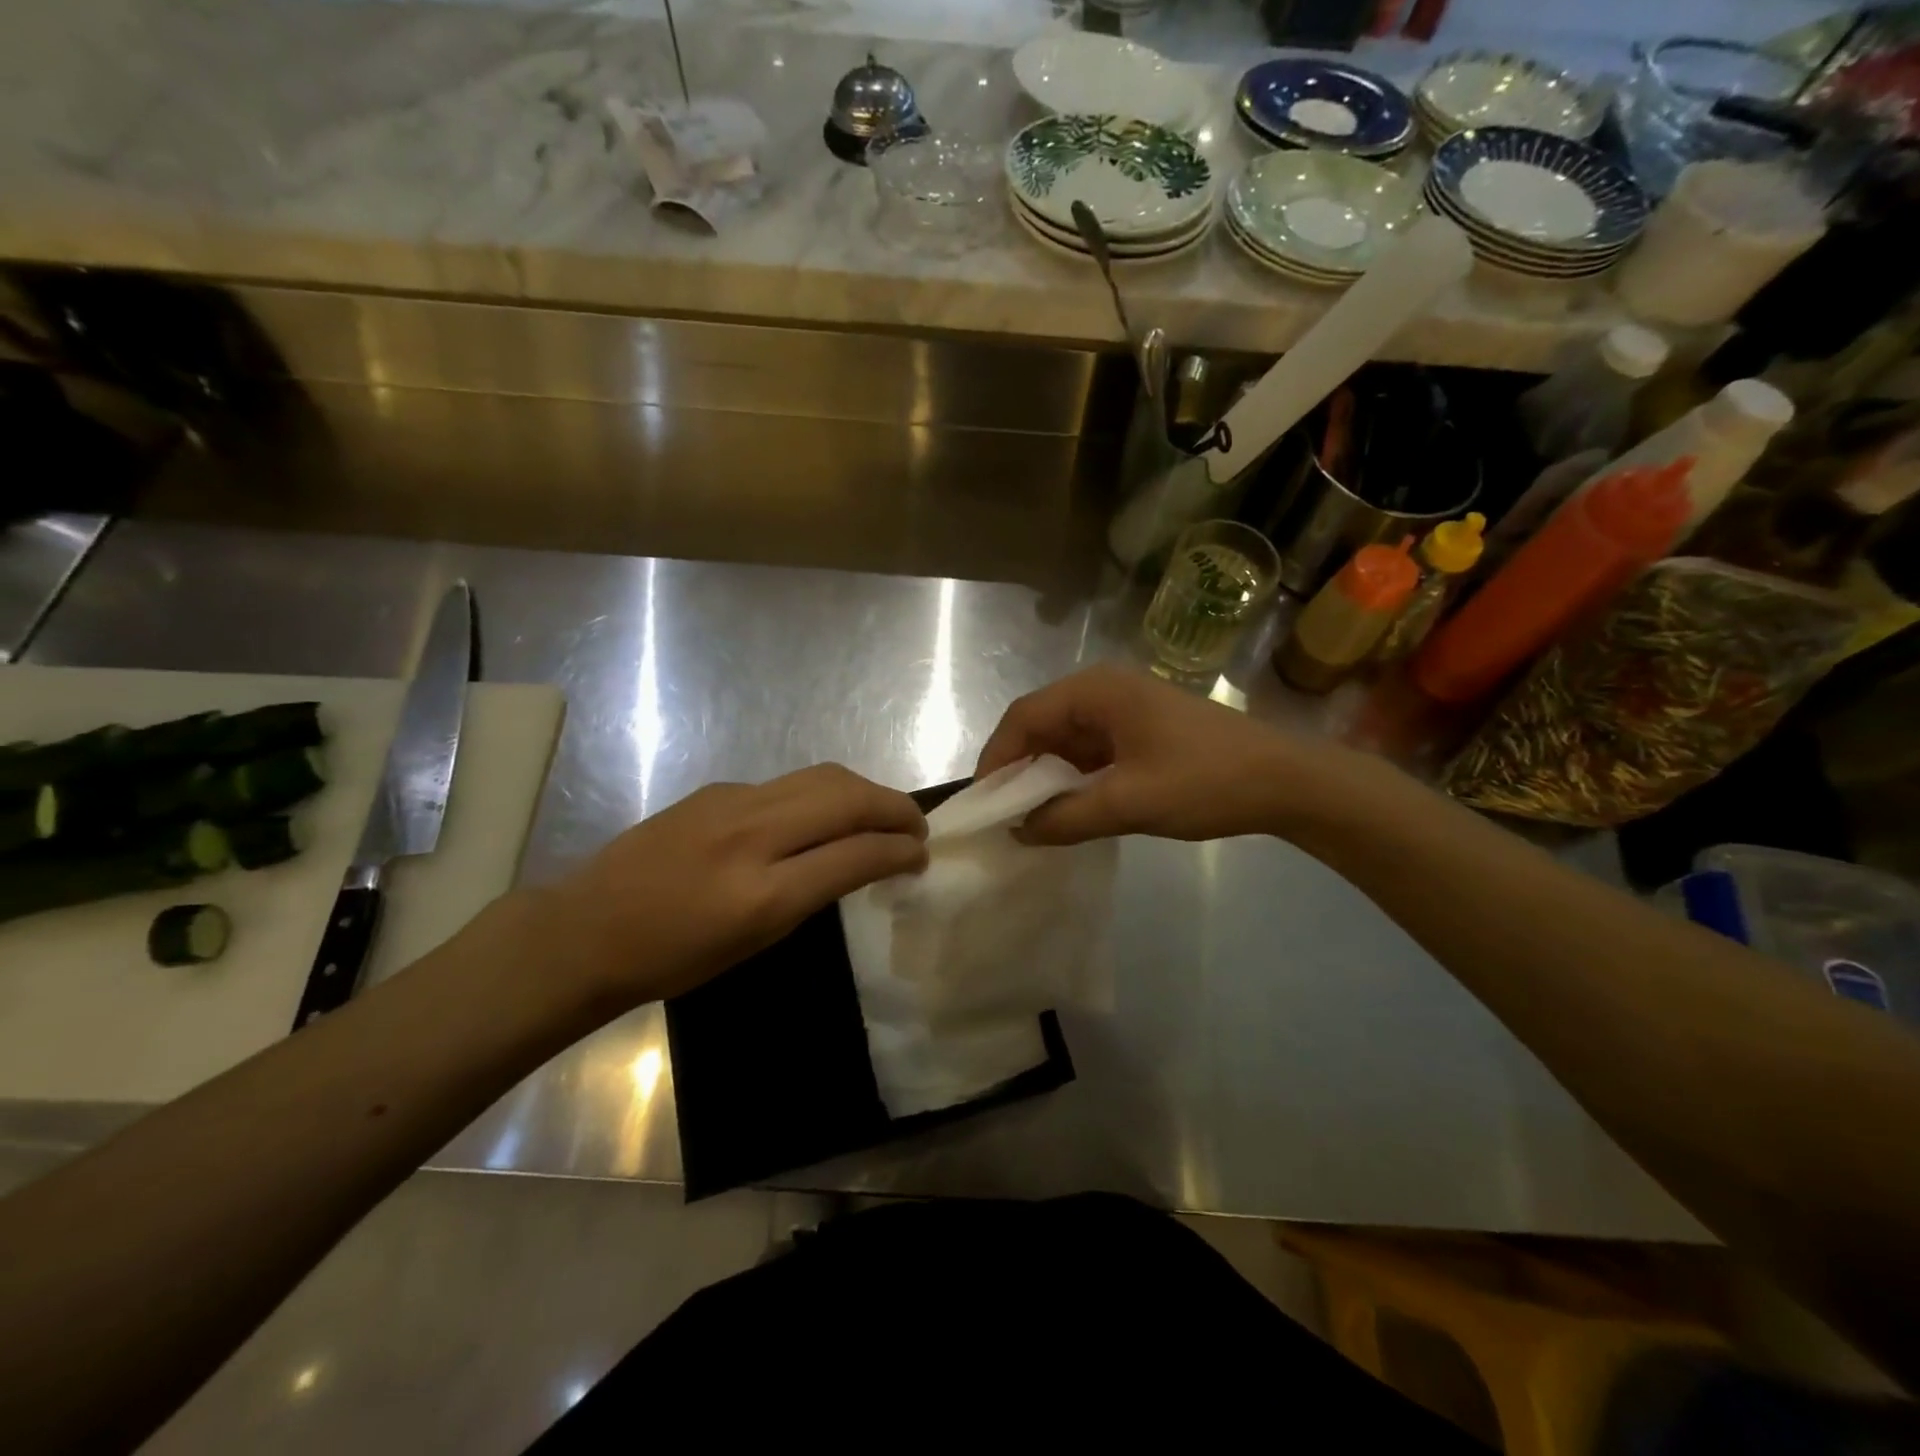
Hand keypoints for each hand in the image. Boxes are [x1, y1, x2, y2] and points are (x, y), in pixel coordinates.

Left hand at [536, 764, 927, 1006]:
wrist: (588, 928)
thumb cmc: (674, 958)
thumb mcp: (755, 942)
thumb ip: (811, 894)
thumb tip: (857, 859)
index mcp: (763, 895)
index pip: (855, 855)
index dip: (900, 850)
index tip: (921, 854)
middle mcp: (753, 837)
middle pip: (847, 798)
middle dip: (895, 807)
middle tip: (916, 826)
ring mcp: (733, 803)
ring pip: (822, 777)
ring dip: (865, 791)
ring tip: (883, 812)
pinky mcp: (719, 789)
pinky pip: (789, 784)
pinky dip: (824, 794)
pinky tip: (823, 815)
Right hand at [976, 665, 1345, 844]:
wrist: (1287, 781)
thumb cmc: (1206, 781)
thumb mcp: (1129, 803)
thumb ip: (1066, 818)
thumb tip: (1018, 831)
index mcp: (1097, 691)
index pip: (1024, 717)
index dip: (996, 758)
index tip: (983, 802)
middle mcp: (1105, 690)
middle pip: (1041, 723)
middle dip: (1019, 767)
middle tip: (1002, 812)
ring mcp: (1125, 708)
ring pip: (1066, 739)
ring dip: (1047, 775)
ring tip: (1030, 816)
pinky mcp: (1141, 729)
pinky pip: (1091, 749)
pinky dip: (1074, 777)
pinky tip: (1070, 807)